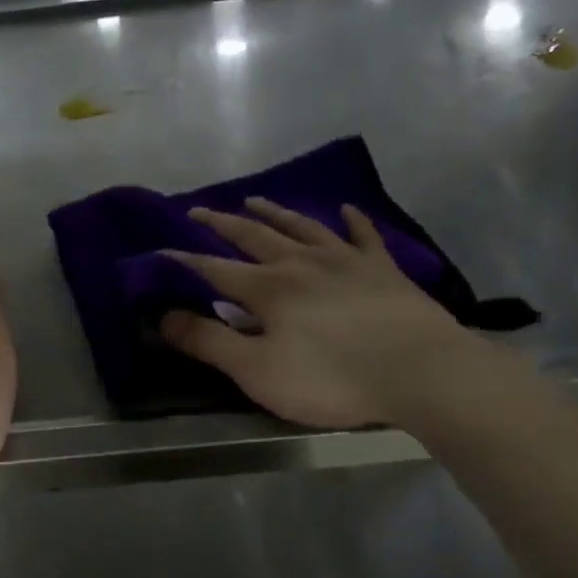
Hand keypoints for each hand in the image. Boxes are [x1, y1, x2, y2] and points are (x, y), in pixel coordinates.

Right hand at [160, 198, 498, 429]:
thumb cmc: (330, 377)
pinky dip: (351, 221)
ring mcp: (346, 261)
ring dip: (275, 212)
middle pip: (254, 236)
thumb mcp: (256, 370)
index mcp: (268, 288)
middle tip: (199, 209)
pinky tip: (345, 210)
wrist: (417, 371)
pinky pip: (363, 236)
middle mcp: (302, 263)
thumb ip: (209, 342)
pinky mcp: (383, 269)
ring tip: (255, 199)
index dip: (185, 261)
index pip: (215, 269)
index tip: (160, 250)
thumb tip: (162, 317)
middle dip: (222, 224)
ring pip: (302, 227)